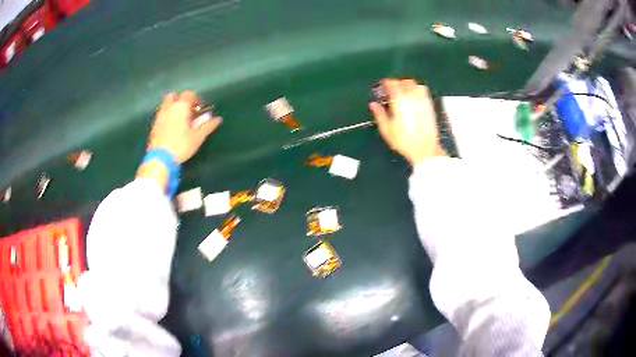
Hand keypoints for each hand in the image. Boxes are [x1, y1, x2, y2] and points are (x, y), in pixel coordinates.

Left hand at [147, 91, 221, 162]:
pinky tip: (171, 126)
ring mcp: (159, 115)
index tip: (200, 109)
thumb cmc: (181, 145)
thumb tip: (218, 119)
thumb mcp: (198, 137)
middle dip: (181, 100)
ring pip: (166, 104)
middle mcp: (169, 107)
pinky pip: (161, 114)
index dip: (196, 100)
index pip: (189, 94)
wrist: (160, 159)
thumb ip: (208, 126)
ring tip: (179, 118)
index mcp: (181, 106)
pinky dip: (167, 115)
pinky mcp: (154, 125)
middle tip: (188, 111)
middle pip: (174, 96)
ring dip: (173, 107)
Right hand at [370, 79, 445, 165]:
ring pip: (415, 84)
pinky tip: (414, 95)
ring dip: (407, 84)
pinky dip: (417, 89)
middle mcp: (412, 96)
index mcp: (399, 101)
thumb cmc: (404, 140)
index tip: (382, 86)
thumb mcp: (387, 130)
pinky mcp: (429, 105)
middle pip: (404, 82)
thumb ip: (380, 114)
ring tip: (402, 91)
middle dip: (397, 83)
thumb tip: (373, 104)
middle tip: (391, 89)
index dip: (386, 83)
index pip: (392, 84)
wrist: (425, 149)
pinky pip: (423, 90)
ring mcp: (422, 100)